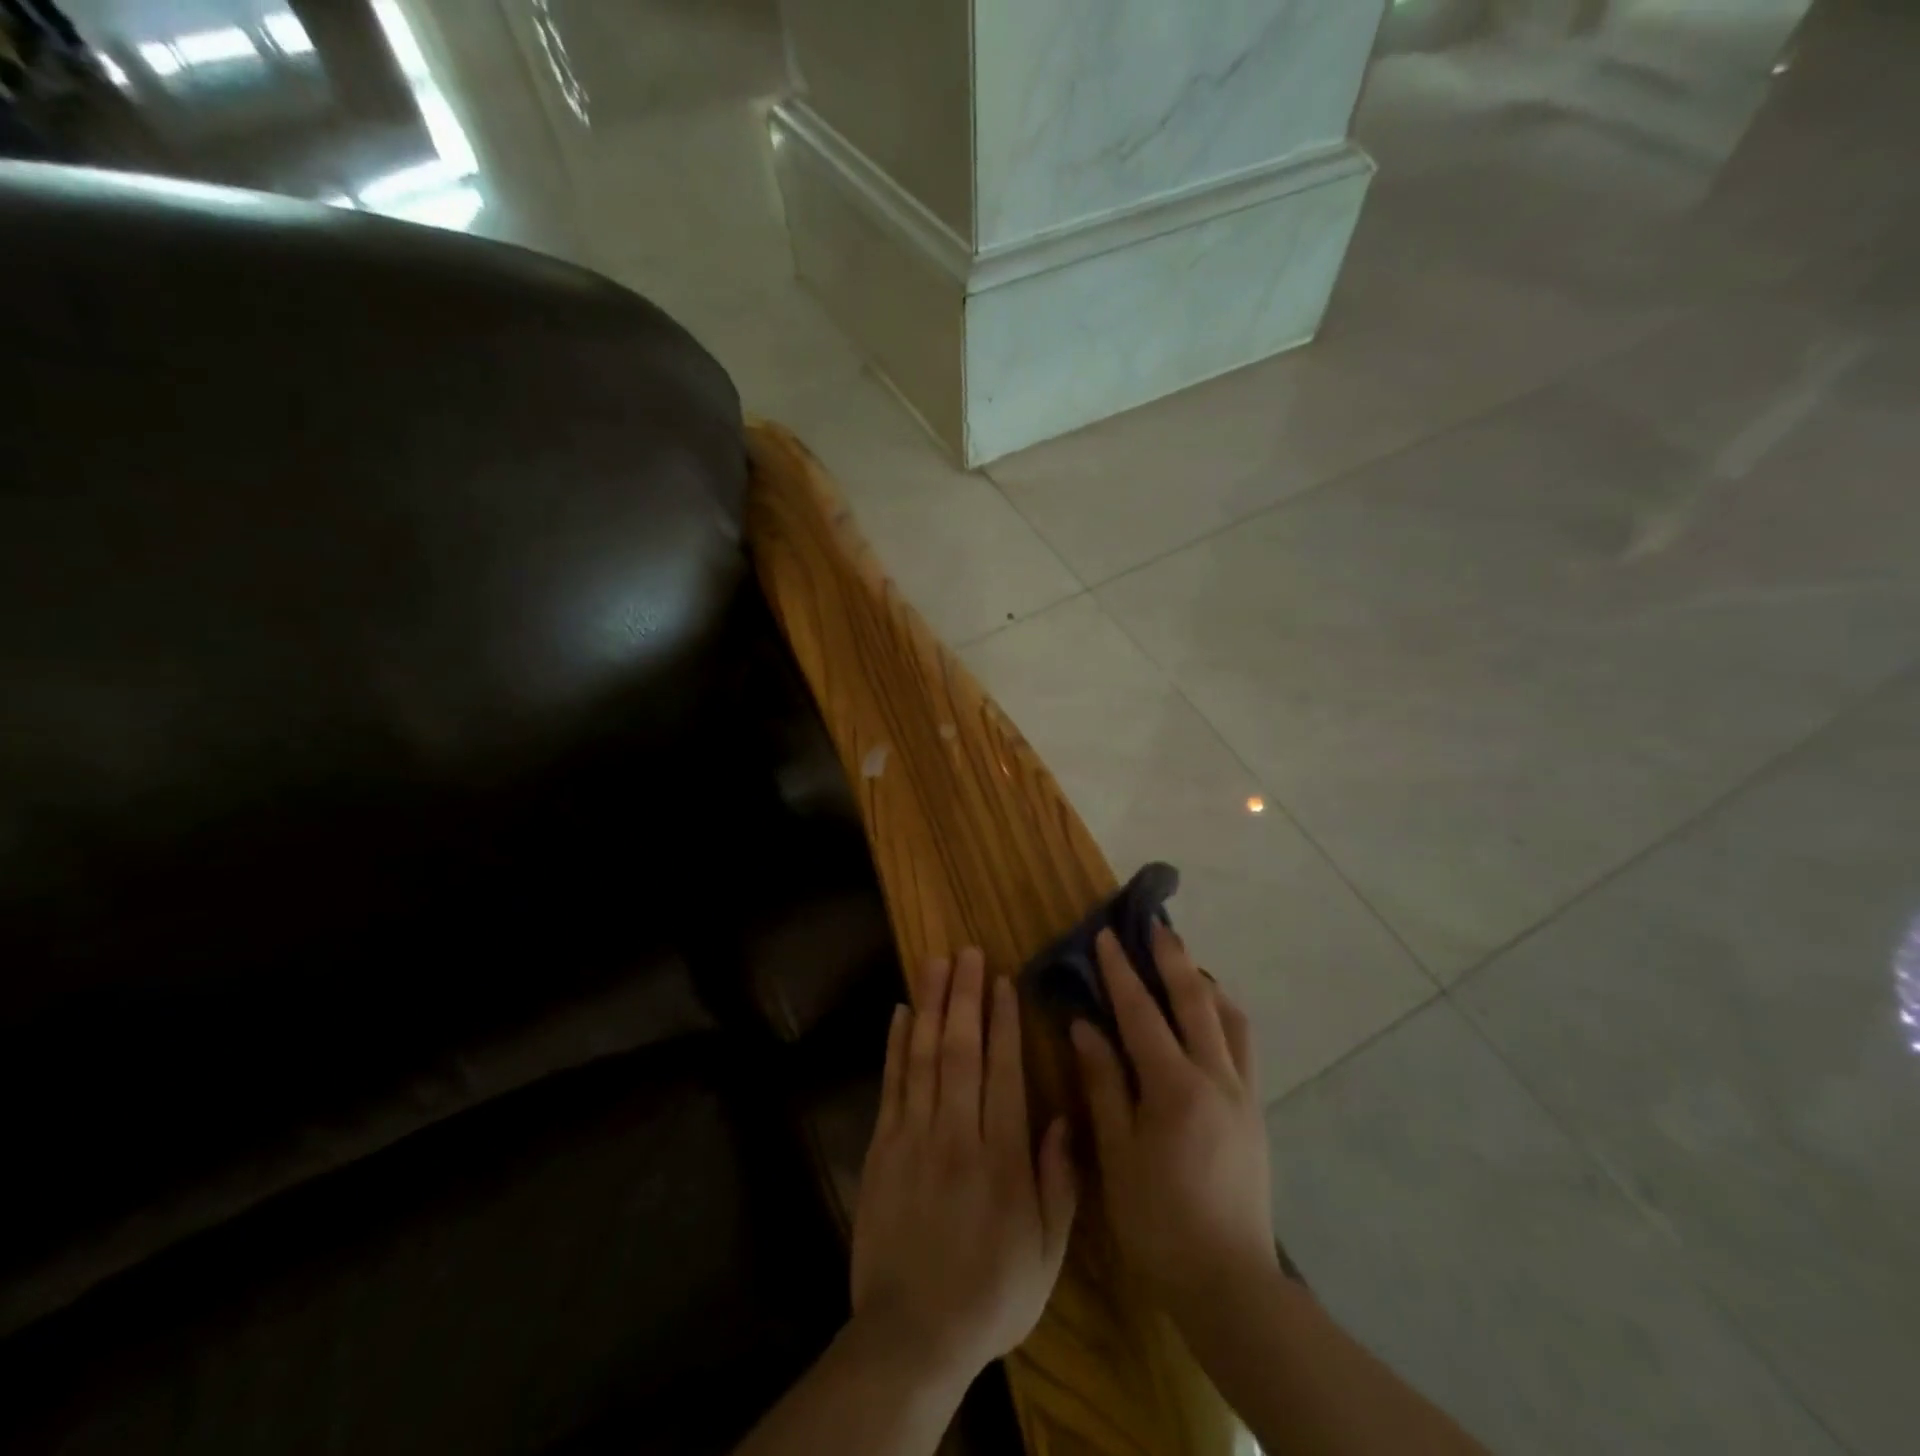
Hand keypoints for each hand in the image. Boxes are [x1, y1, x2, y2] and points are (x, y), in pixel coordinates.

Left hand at [851, 949, 1077, 1390]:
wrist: (912, 1335)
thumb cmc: (990, 1293)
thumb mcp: (1045, 1253)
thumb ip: (1058, 1183)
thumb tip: (1064, 1117)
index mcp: (1001, 1158)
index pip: (1002, 1071)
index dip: (1003, 1021)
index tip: (1003, 980)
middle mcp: (957, 1135)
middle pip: (961, 1051)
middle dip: (965, 996)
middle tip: (968, 952)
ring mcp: (913, 1137)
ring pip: (924, 1057)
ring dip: (931, 1006)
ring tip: (935, 963)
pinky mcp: (882, 1148)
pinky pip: (891, 1085)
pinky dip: (896, 1045)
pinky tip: (901, 1012)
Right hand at [1071, 924, 1278, 1316]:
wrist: (1230, 1285)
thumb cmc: (1159, 1223)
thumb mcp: (1116, 1154)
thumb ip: (1103, 1084)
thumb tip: (1084, 1026)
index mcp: (1176, 1087)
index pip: (1142, 1013)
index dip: (1121, 972)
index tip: (1106, 935)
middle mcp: (1217, 1078)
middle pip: (1196, 1000)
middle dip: (1172, 958)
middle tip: (1155, 924)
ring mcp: (1243, 1093)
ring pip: (1231, 1018)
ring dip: (1206, 984)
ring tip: (1184, 965)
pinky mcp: (1256, 1112)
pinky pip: (1243, 1045)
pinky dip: (1224, 1016)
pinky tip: (1208, 1019)